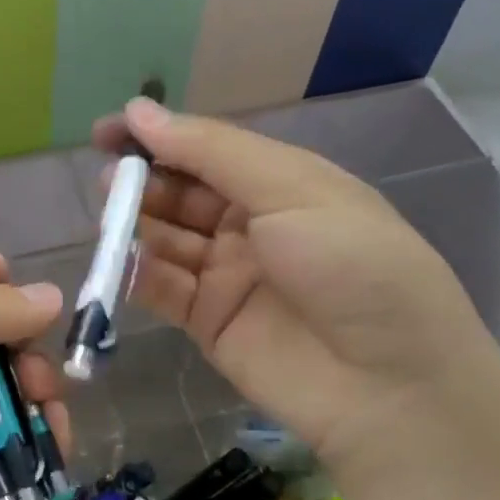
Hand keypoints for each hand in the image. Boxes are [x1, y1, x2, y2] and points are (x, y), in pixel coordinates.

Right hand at [93, 97, 499, 494]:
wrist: (391, 388)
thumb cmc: (354, 267)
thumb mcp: (293, 190)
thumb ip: (211, 152)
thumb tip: (139, 110)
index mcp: (281, 184)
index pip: (207, 150)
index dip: (158, 137)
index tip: (108, 130)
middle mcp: (250, 225)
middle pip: (181, 193)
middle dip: (144, 181)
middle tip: (108, 181)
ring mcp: (227, 275)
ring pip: (165, 238)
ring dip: (135, 224)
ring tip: (109, 216)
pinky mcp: (207, 322)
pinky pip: (162, 288)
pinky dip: (137, 273)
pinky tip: (119, 262)